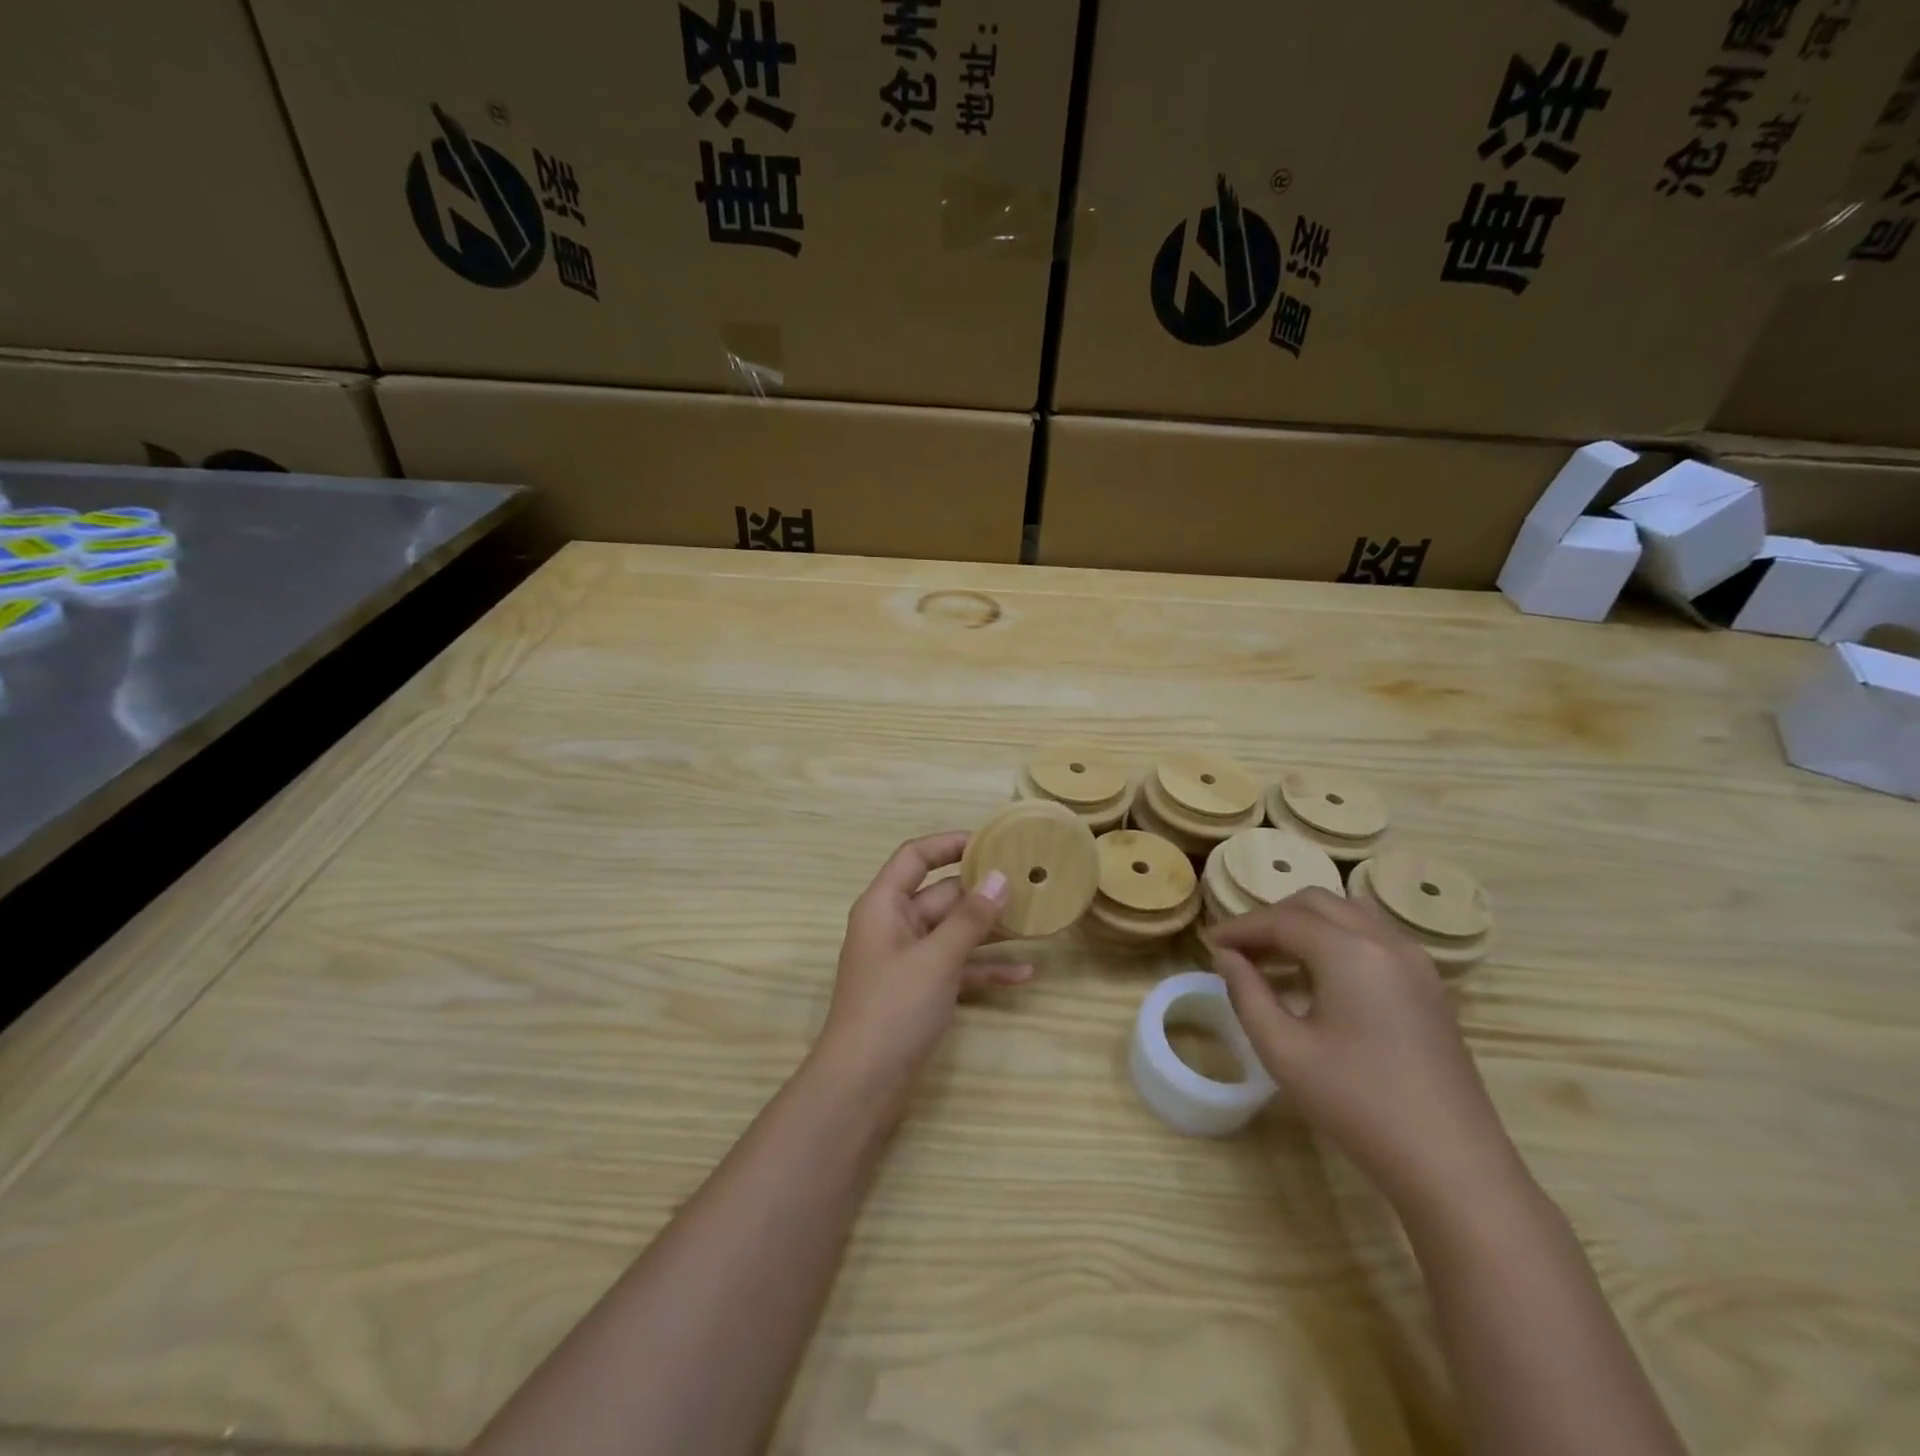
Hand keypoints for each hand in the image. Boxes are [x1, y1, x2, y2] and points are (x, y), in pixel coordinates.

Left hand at [817, 832, 1030, 1099]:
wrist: (862, 1086)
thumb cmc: (893, 1009)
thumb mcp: (937, 958)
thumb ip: (970, 918)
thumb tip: (1000, 877)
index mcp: (884, 905)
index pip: (915, 857)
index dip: (949, 844)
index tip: (991, 841)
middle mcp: (894, 925)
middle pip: (941, 895)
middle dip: (982, 891)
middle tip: (1029, 883)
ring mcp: (908, 960)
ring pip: (953, 932)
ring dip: (991, 930)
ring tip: (1037, 922)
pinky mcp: (921, 990)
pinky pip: (957, 967)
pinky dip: (985, 968)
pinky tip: (1026, 974)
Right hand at [1209, 888, 1522, 1211]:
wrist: (1452, 1165)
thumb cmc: (1357, 1104)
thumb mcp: (1283, 1050)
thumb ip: (1246, 993)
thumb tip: (1227, 957)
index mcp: (1349, 952)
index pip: (1281, 920)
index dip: (1240, 928)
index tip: (1208, 943)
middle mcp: (1385, 941)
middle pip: (1316, 903)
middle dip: (1272, 919)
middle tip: (1240, 951)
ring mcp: (1416, 962)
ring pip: (1349, 913)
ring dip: (1306, 924)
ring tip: (1276, 958)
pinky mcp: (1430, 986)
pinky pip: (1374, 937)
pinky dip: (1337, 939)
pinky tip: (1319, 978)